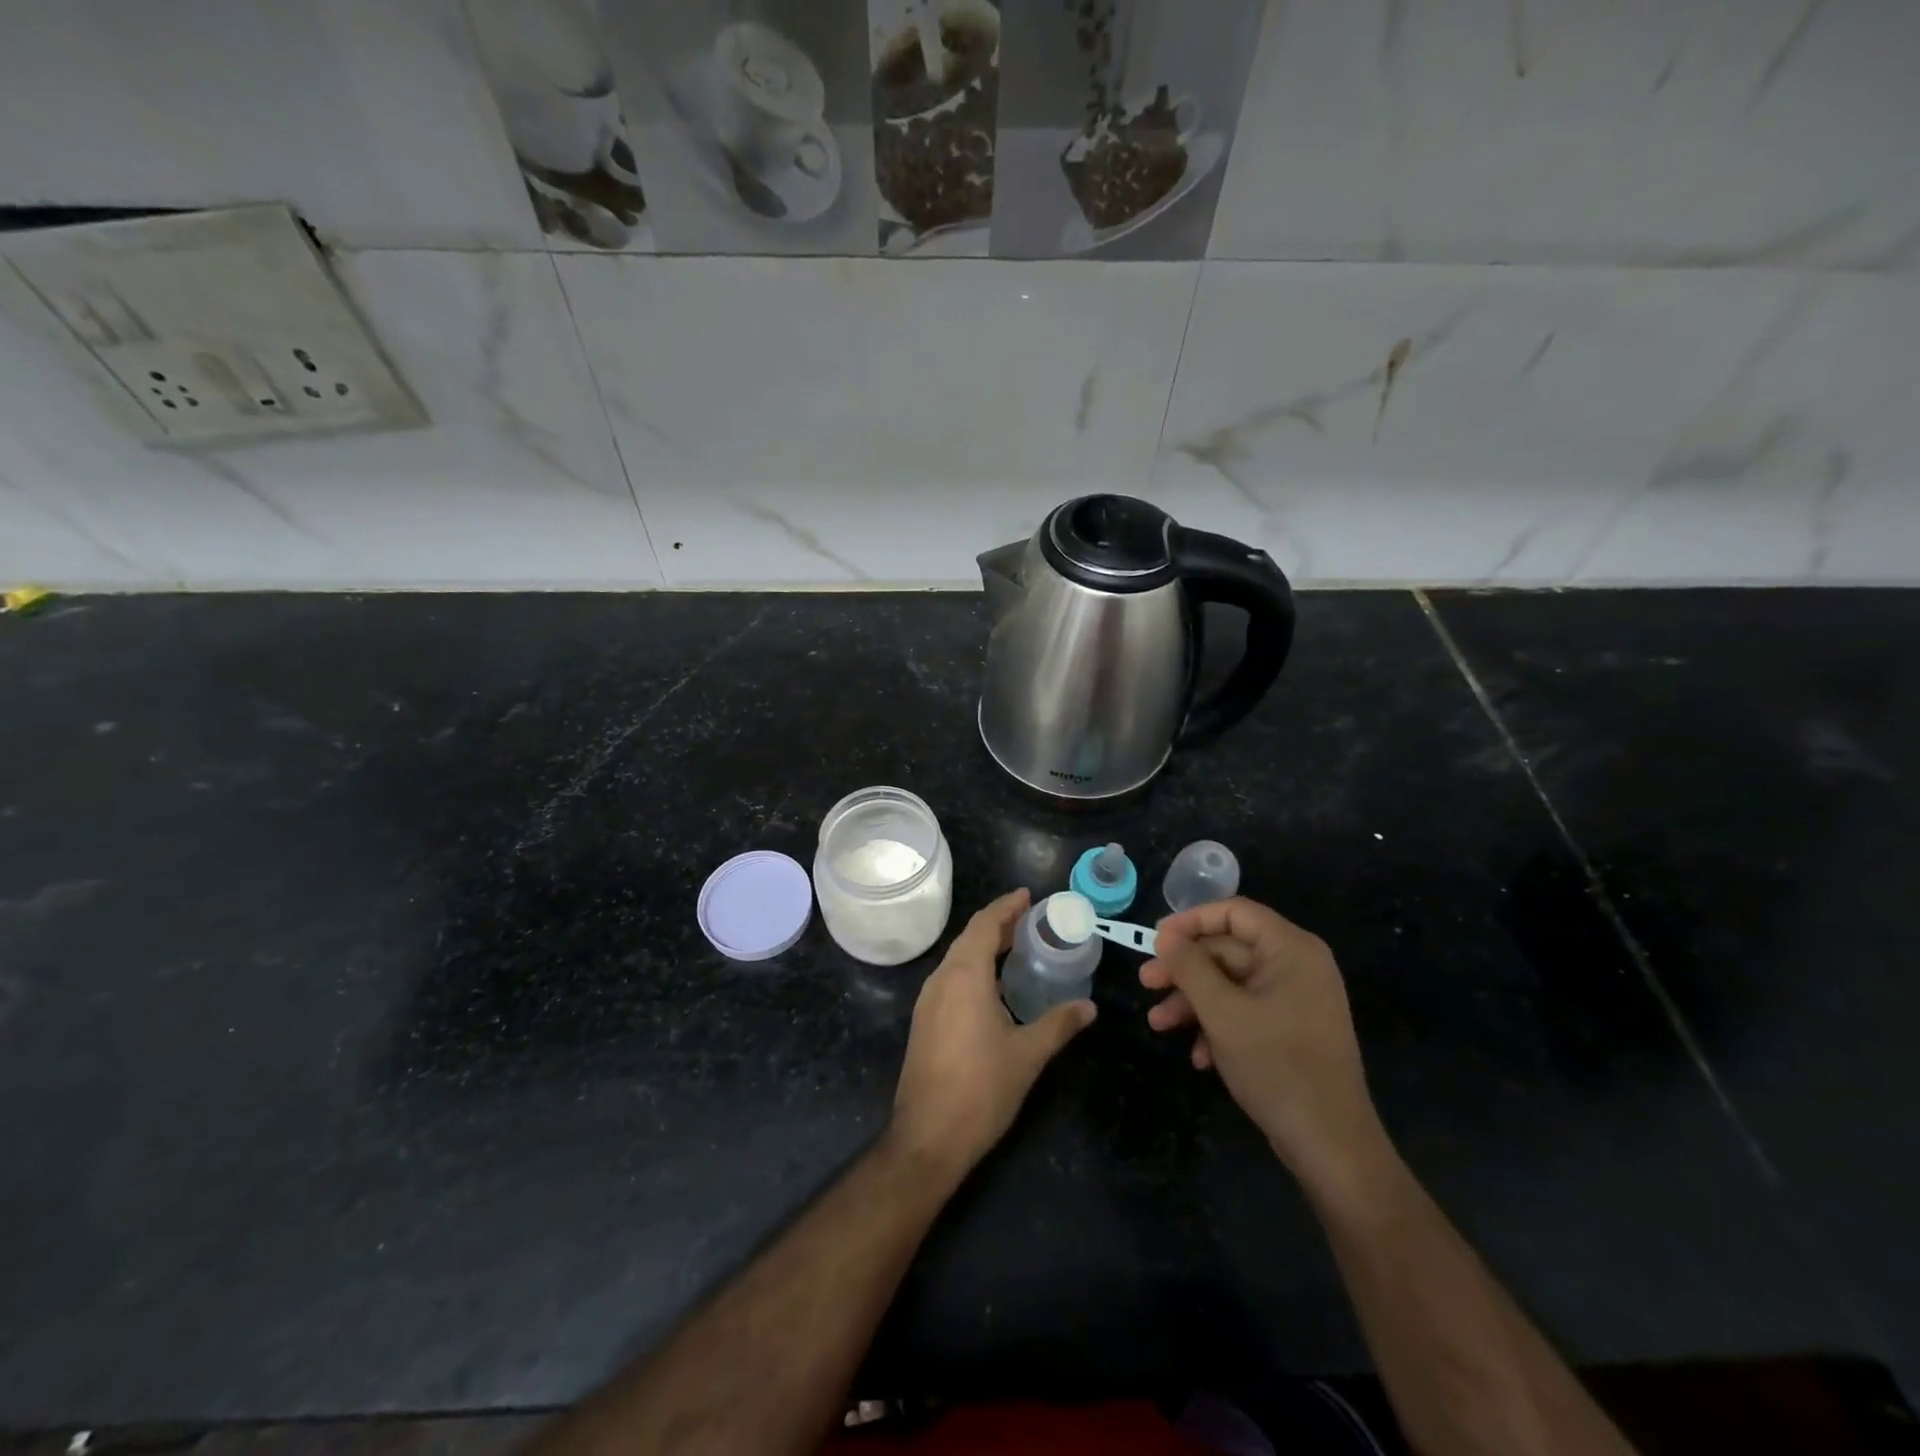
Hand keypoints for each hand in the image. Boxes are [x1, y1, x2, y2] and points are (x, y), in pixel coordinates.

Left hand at [890, 888, 1095, 1177]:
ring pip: (957, 958)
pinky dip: (973, 968)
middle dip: (998, 924)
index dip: (1006, 906)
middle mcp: (941, 979)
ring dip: (984, 946)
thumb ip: (1059, 1024)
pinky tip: (993, 987)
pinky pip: (950, 978)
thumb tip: (1090, 1006)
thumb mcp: (1028, 1055)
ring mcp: (928, 1001)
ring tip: (1016, 948)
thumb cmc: (981, 1089)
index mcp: (964, 976)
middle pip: (969, 937)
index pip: (985, 925)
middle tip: (1031, 921)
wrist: (927, 1137)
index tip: (1028, 895)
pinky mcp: (924, 1022)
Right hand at [1141, 897, 1386, 1195]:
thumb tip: (1165, 936)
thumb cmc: (1277, 1066)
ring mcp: (1296, 999)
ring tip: (1159, 1024)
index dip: (1191, 921)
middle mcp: (1297, 966)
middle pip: (1228, 950)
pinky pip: (1246, 1010)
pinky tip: (1198, 1056)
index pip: (1234, 912)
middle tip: (1146, 984)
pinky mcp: (1291, 1029)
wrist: (1331, 1146)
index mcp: (1291, 949)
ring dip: (1193, 1001)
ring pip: (1231, 983)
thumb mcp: (1222, 1013)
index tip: (1156, 941)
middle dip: (1185, 970)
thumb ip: (1189, 967)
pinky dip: (1218, 1026)